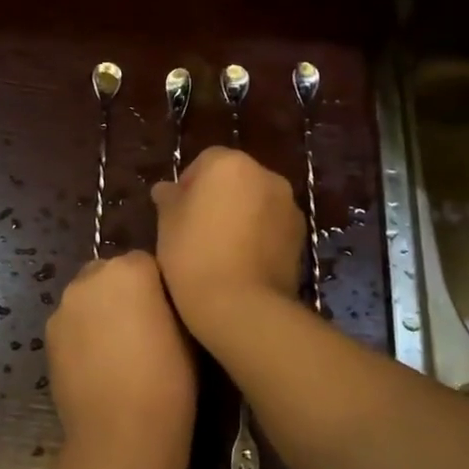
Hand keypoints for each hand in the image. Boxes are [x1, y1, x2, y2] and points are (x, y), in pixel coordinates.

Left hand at [44, 251, 195, 468]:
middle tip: (144, 327)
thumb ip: (167, 299)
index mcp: (130, 269)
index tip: (168, 312)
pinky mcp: (48, 335)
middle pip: (110, 272)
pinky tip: (98, 364)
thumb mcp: (186, 331)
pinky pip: (72, 322)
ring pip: (87, 296)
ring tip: (120, 348)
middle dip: (125, 291)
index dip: (158, 287)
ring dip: (101, 310)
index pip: (146, 262)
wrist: (121, 437)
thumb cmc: (169, 383)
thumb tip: (160, 297)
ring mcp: (64, 306)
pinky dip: (83, 333)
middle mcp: (91, 277)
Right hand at [149, 146, 303, 339]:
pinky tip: (242, 262)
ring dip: (241, 215)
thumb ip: (169, 198)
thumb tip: (168, 189)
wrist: (243, 307)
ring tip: (221, 249)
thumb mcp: (167, 224)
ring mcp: (288, 205)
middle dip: (218, 198)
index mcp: (230, 163)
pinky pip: (272, 225)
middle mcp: (265, 175)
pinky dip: (259, 235)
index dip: (188, 186)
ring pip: (256, 201)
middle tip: (196, 231)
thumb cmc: (194, 255)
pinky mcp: (301, 235)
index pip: (204, 161)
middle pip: (235, 179)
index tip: (177, 214)